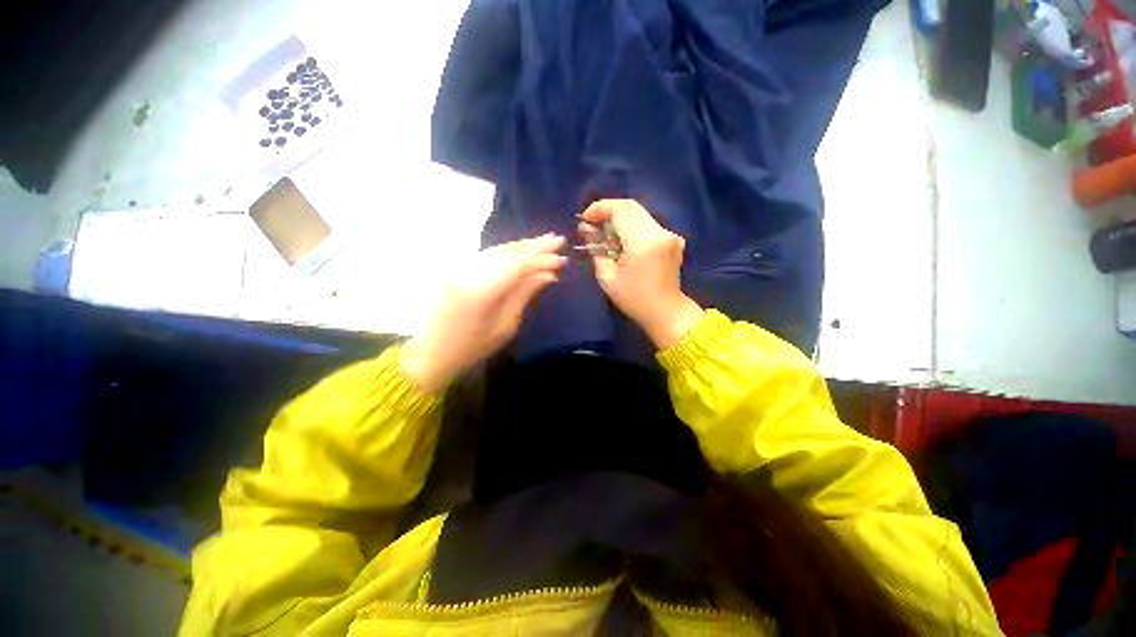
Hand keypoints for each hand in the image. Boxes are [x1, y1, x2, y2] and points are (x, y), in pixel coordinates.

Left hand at [401, 234, 566, 391]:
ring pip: (498, 249)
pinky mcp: (458, 269)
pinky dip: (508, 251)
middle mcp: (470, 272)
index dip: (541, 259)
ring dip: (523, 245)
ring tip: (545, 241)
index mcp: (482, 291)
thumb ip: (525, 294)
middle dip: (535, 245)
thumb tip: (549, 275)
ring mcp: (461, 268)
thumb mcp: (506, 325)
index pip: (518, 265)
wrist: (434, 350)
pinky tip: (522, 249)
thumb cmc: (474, 346)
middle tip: (558, 239)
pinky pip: (488, 255)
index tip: (562, 258)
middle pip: (508, 252)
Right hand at [579, 199, 702, 348]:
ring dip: (620, 220)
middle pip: (631, 206)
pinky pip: (648, 225)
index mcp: (643, 241)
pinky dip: (632, 228)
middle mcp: (659, 232)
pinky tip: (623, 243)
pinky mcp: (673, 240)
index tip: (585, 219)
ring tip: (605, 236)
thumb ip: (597, 250)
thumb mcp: (607, 278)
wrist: (666, 312)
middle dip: (608, 211)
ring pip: (639, 214)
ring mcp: (669, 234)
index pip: (619, 209)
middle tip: (593, 225)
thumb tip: (589, 232)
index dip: (599, 208)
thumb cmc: (634, 299)